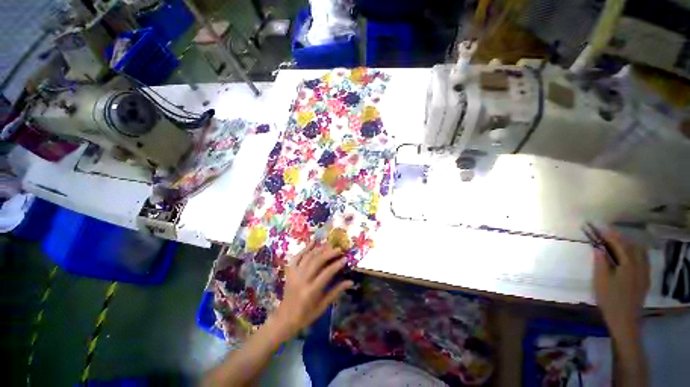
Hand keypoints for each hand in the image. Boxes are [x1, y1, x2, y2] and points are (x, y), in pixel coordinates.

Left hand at [271, 241, 352, 338]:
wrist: (285, 318)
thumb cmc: (306, 315)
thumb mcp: (323, 306)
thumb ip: (336, 291)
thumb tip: (350, 282)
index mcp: (311, 291)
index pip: (326, 273)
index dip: (337, 264)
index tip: (345, 258)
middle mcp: (302, 280)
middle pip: (317, 261)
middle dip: (329, 253)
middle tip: (339, 249)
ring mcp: (294, 274)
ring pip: (308, 257)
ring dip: (319, 249)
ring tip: (329, 245)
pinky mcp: (289, 272)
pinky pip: (297, 257)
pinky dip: (305, 248)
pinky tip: (312, 242)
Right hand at [593, 231, 649, 338]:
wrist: (624, 320)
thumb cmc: (609, 299)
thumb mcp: (600, 281)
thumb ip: (600, 263)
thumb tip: (597, 247)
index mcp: (628, 266)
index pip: (620, 245)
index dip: (610, 236)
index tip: (600, 229)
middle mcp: (640, 266)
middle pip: (633, 246)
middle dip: (620, 238)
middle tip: (607, 234)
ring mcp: (644, 273)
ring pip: (640, 252)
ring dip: (629, 244)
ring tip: (617, 242)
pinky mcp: (645, 279)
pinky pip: (643, 260)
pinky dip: (636, 252)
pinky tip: (629, 255)